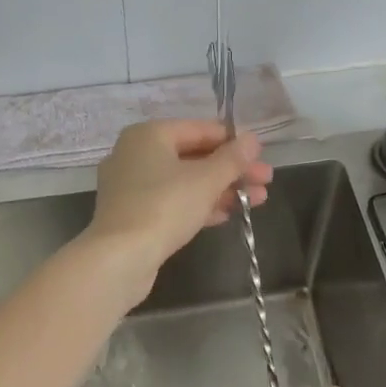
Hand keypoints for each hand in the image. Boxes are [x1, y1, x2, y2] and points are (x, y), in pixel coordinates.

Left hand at [81, 120, 271, 299]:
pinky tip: (227, 214)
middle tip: (266, 181)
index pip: (199, 129)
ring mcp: (131, 186)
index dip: (233, 141)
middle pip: (193, 156)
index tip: (261, 154)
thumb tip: (253, 139)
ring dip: (221, 189)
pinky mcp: (133, 214)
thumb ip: (232, 159)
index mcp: (149, 135)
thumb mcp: (205, 180)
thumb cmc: (164, 207)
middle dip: (232, 169)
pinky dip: (199, 205)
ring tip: (257, 200)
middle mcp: (135, 154)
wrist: (120, 258)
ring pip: (184, 181)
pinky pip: (172, 201)